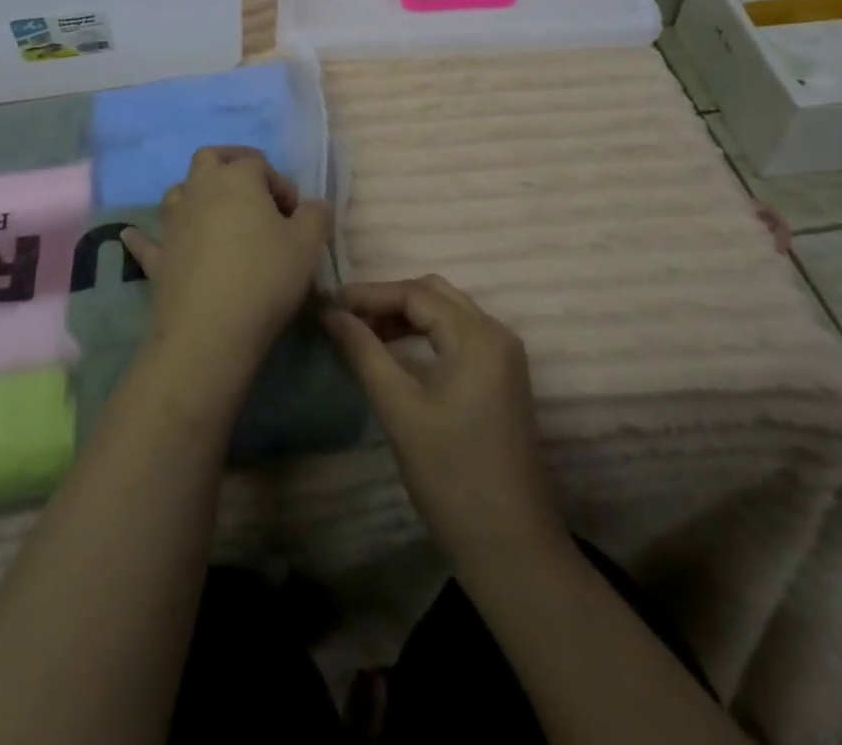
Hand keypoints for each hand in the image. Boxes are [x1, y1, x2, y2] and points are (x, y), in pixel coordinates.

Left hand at [121, 147, 330, 388]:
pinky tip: (131, 235)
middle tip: (253, 192)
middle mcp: (200, 190)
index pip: (259, 163)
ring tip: (215, 213)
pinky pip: (145, 240)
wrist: (210, 330)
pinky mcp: (157, 257)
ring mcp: (173, 223)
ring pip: (179, 191)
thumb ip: (315, 215)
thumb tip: (312, 206)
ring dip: (195, 194)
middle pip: (210, 159)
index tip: (294, 216)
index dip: (280, 184)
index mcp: (237, 179)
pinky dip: (142, 236)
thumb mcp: (308, 244)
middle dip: (231, 166)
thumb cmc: (265, 276)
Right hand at [323, 275, 567, 569]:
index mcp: (477, 336)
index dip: (369, 294)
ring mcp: (504, 356)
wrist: (512, 548)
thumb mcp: (400, 410)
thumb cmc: (452, 477)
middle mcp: (497, 334)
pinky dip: (425, 333)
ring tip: (363, 332)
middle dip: (388, 300)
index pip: (415, 294)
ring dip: (406, 315)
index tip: (329, 305)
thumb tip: (331, 314)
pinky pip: (459, 335)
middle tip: (345, 318)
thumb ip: (364, 353)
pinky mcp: (503, 377)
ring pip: (448, 312)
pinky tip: (396, 351)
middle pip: (434, 294)